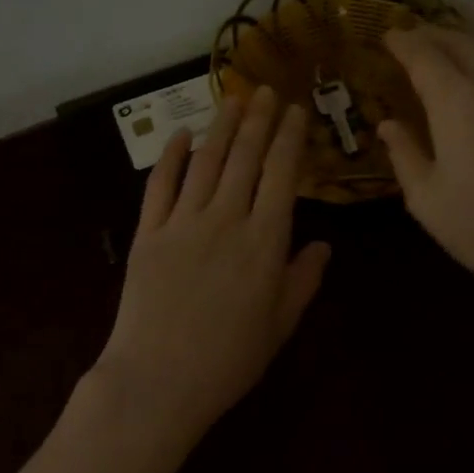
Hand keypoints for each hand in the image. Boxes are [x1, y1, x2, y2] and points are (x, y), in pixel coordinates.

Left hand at [92, 86, 330, 445]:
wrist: (158, 382)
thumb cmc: (228, 360)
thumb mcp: (280, 325)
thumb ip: (303, 280)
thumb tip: (324, 245)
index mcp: (264, 241)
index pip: (282, 174)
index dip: (289, 138)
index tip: (295, 111)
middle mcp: (226, 219)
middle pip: (245, 157)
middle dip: (258, 120)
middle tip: (266, 90)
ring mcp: (183, 222)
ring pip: (206, 161)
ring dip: (221, 127)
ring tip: (233, 100)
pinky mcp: (149, 232)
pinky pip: (160, 185)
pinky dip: (170, 156)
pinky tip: (180, 135)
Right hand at [379, 25, 473, 341]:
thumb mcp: (426, 199)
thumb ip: (404, 153)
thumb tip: (388, 124)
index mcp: (459, 104)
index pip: (426, 56)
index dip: (404, 42)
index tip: (386, 35)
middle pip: (463, 45)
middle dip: (434, 35)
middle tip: (411, 37)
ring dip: (465, 44)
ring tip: (444, 50)